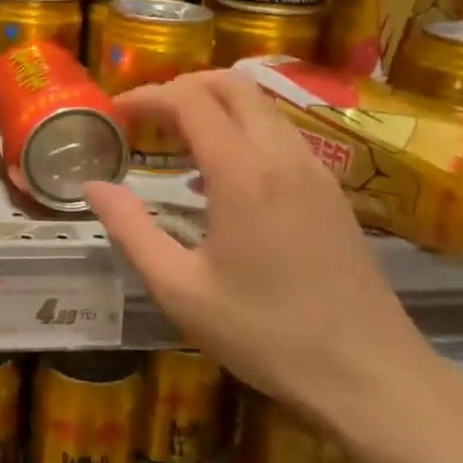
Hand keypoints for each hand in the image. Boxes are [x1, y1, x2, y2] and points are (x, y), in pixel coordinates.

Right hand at [82, 69, 435, 425]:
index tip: (116, 112)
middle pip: (233, 85)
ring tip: (176, 140)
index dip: (148, 95)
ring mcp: (316, 171)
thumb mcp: (180, 289)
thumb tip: (91, 186)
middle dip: (183, 87)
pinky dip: (243, 130)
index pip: (191, 100)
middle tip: (145, 117)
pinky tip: (221, 177)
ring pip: (262, 106)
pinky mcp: (332, 192)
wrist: (371, 377)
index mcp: (243, 173)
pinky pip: (281, 135)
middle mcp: (283, 156)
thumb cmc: (265, 334)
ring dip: (215, 106)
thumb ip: (131, 229)